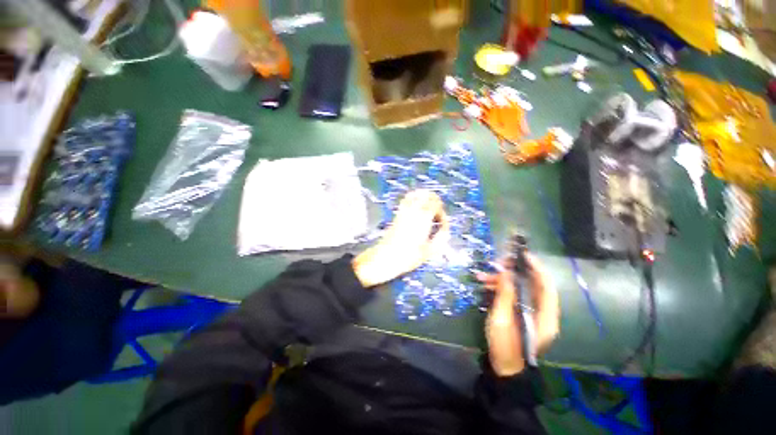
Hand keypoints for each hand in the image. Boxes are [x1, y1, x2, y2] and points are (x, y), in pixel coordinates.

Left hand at [353, 190, 449, 287]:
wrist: (386, 257)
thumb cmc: (407, 256)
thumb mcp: (429, 251)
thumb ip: (441, 238)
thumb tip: (445, 230)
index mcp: (423, 219)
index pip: (436, 204)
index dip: (442, 212)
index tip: (442, 223)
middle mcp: (413, 211)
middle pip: (427, 194)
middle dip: (436, 202)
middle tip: (437, 214)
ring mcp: (404, 211)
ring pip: (416, 194)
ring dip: (425, 198)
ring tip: (428, 209)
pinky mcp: (397, 214)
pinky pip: (407, 199)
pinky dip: (414, 199)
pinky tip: (417, 209)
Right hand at [476, 254, 559, 375]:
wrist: (503, 367)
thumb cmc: (505, 345)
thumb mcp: (503, 318)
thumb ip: (505, 293)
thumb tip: (505, 271)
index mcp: (545, 316)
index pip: (546, 286)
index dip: (537, 268)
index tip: (522, 255)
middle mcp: (542, 312)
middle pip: (532, 284)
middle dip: (513, 271)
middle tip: (497, 263)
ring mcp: (531, 312)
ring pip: (519, 288)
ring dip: (502, 279)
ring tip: (482, 275)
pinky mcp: (520, 313)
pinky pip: (512, 295)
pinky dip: (500, 288)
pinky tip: (484, 285)